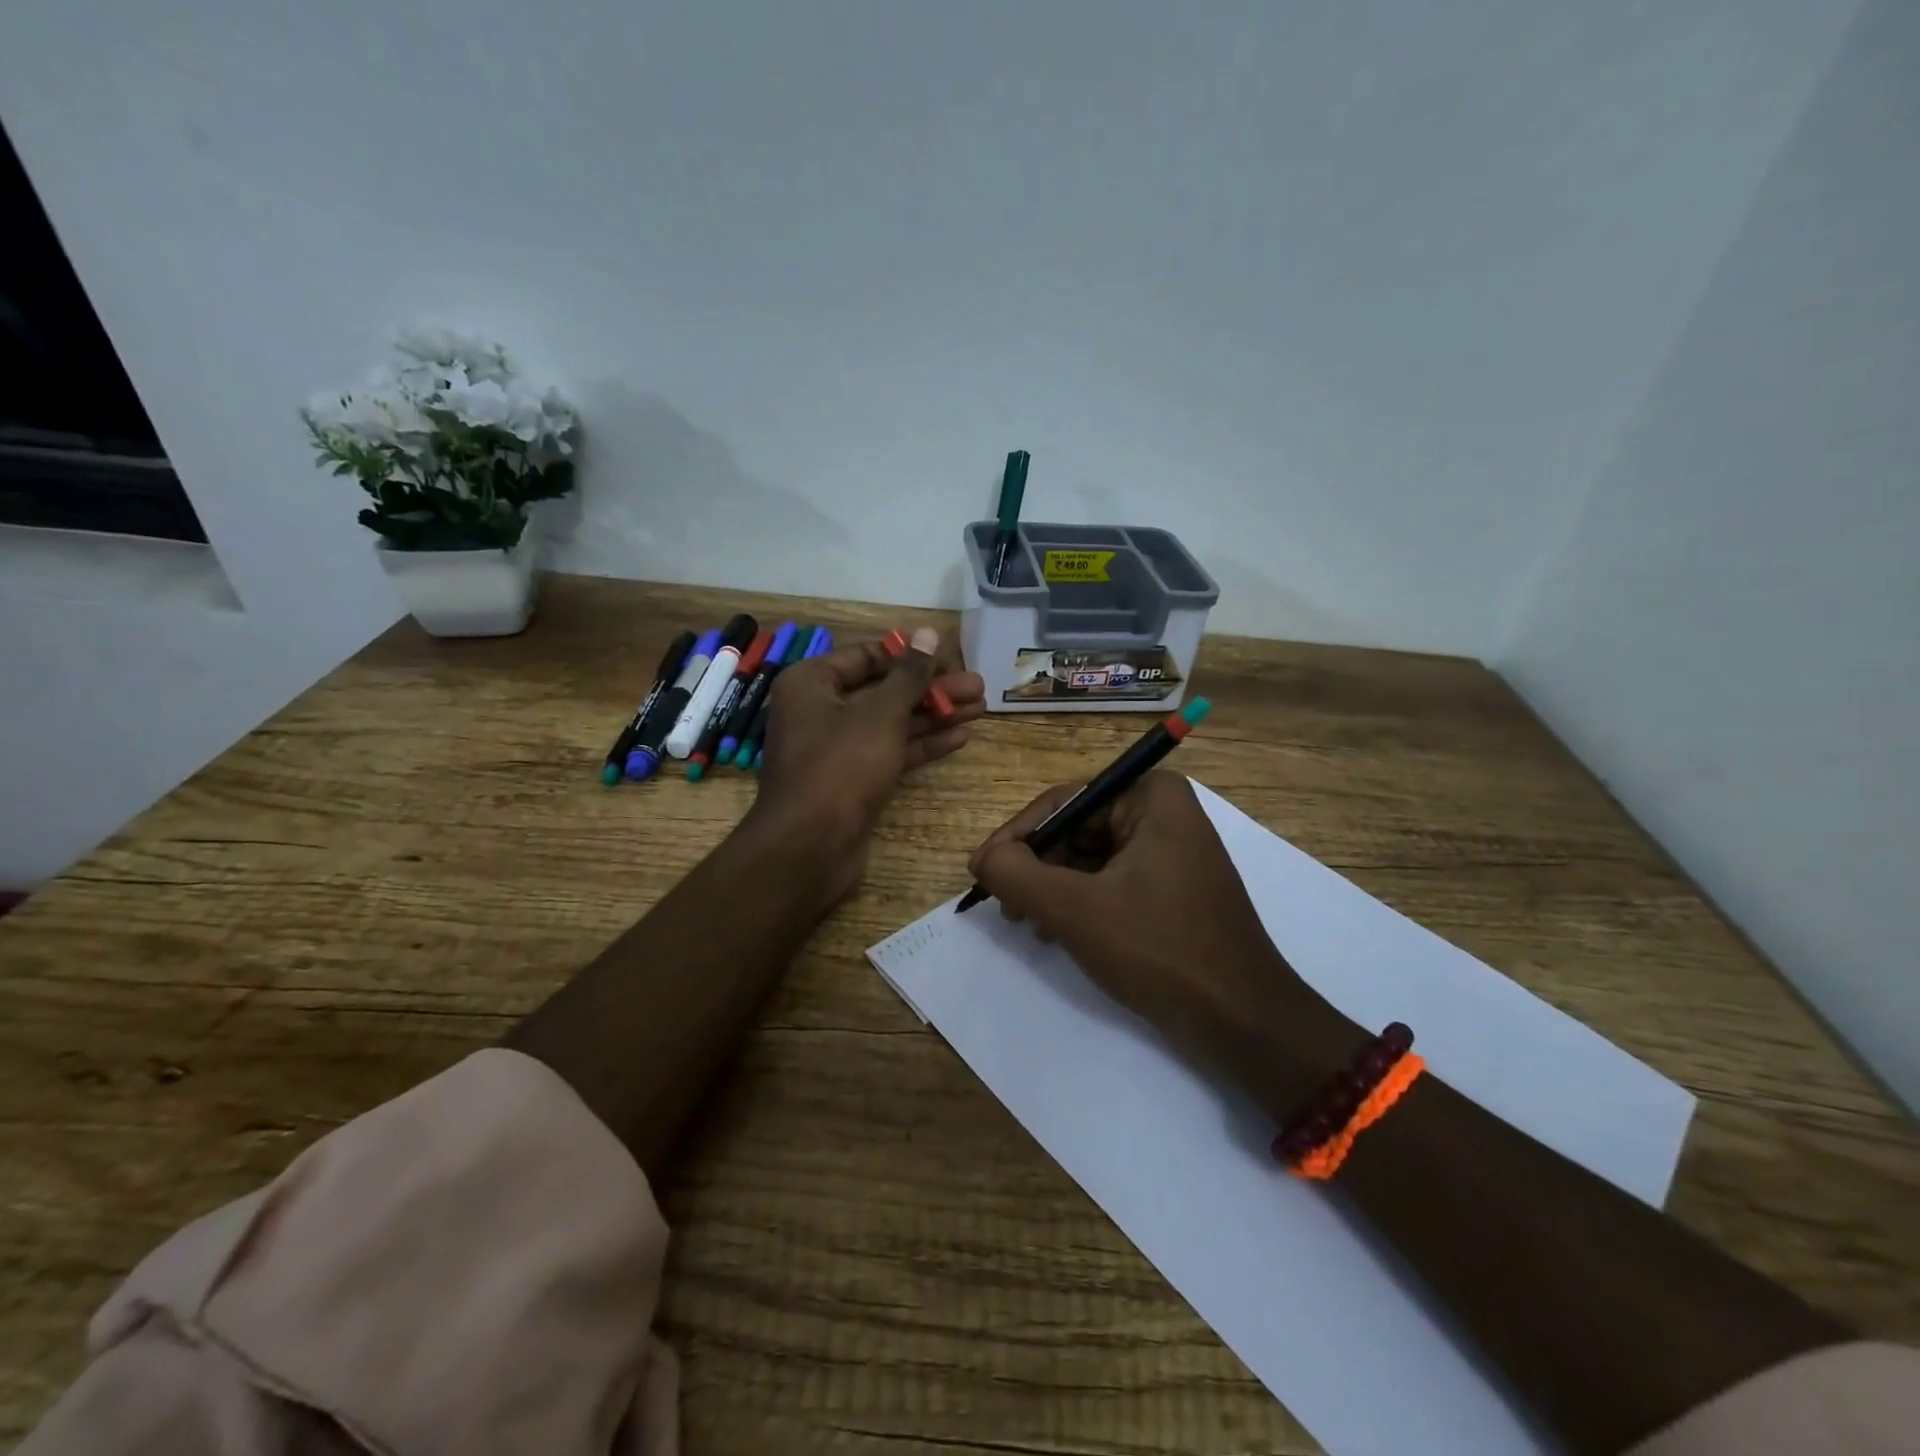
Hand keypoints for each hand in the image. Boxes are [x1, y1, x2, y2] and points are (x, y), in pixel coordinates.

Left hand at [753, 627, 985, 899]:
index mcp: (811, 682)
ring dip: (934, 714)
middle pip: (884, 689)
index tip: (952, 657)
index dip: (911, 655)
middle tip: (978, 686)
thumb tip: (929, 632)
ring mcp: (836, 748)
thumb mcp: (880, 713)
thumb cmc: (841, 765)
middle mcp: (820, 710)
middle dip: (931, 688)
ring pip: (891, 722)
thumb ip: (909, 674)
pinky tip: (960, 736)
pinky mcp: (853, 780)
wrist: (810, 847)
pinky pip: (890, 751)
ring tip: (981, 707)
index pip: (867, 655)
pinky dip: (922, 743)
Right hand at [969, 771, 1361, 1115]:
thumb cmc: (1159, 949)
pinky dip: (1080, 903)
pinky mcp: (1173, 888)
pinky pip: (1112, 881)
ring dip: (1053, 889)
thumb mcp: (1075, 909)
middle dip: (1037, 867)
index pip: (1064, 801)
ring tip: (1028, 923)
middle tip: (1003, 904)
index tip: (981, 870)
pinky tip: (1057, 934)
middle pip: (1077, 829)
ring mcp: (1173, 851)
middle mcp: (1165, 813)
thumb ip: (1017, 874)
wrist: (1242, 1021)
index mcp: (1152, 796)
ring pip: (1090, 858)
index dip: (1016, 836)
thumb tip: (983, 857)